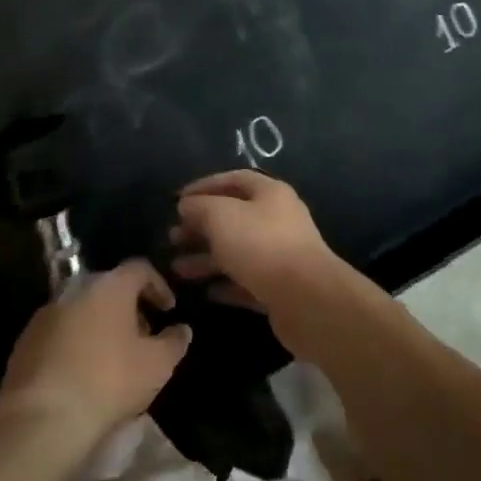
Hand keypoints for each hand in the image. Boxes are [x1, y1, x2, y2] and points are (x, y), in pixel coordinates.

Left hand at [0, 260, 190, 445]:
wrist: (41, 420)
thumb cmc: (108, 382)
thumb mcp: (156, 366)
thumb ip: (174, 342)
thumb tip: (182, 329)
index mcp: (111, 286)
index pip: (140, 269)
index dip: (158, 286)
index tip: (168, 310)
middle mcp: (77, 288)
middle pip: (110, 289)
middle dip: (129, 309)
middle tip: (142, 338)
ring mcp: (47, 313)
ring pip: (83, 310)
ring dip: (100, 327)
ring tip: (112, 360)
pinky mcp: (24, 342)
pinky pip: (59, 333)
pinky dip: (74, 344)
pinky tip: (81, 374)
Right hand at [170, 171, 350, 346]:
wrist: (308, 300)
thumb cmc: (261, 246)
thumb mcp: (222, 217)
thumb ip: (200, 207)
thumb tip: (186, 205)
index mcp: (269, 193)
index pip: (233, 179)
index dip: (204, 186)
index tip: (177, 201)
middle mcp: (278, 219)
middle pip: (233, 217)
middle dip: (201, 226)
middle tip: (173, 238)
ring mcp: (281, 254)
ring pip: (237, 251)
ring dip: (207, 258)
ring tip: (177, 269)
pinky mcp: (281, 288)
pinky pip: (247, 282)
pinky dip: (226, 284)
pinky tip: (207, 292)